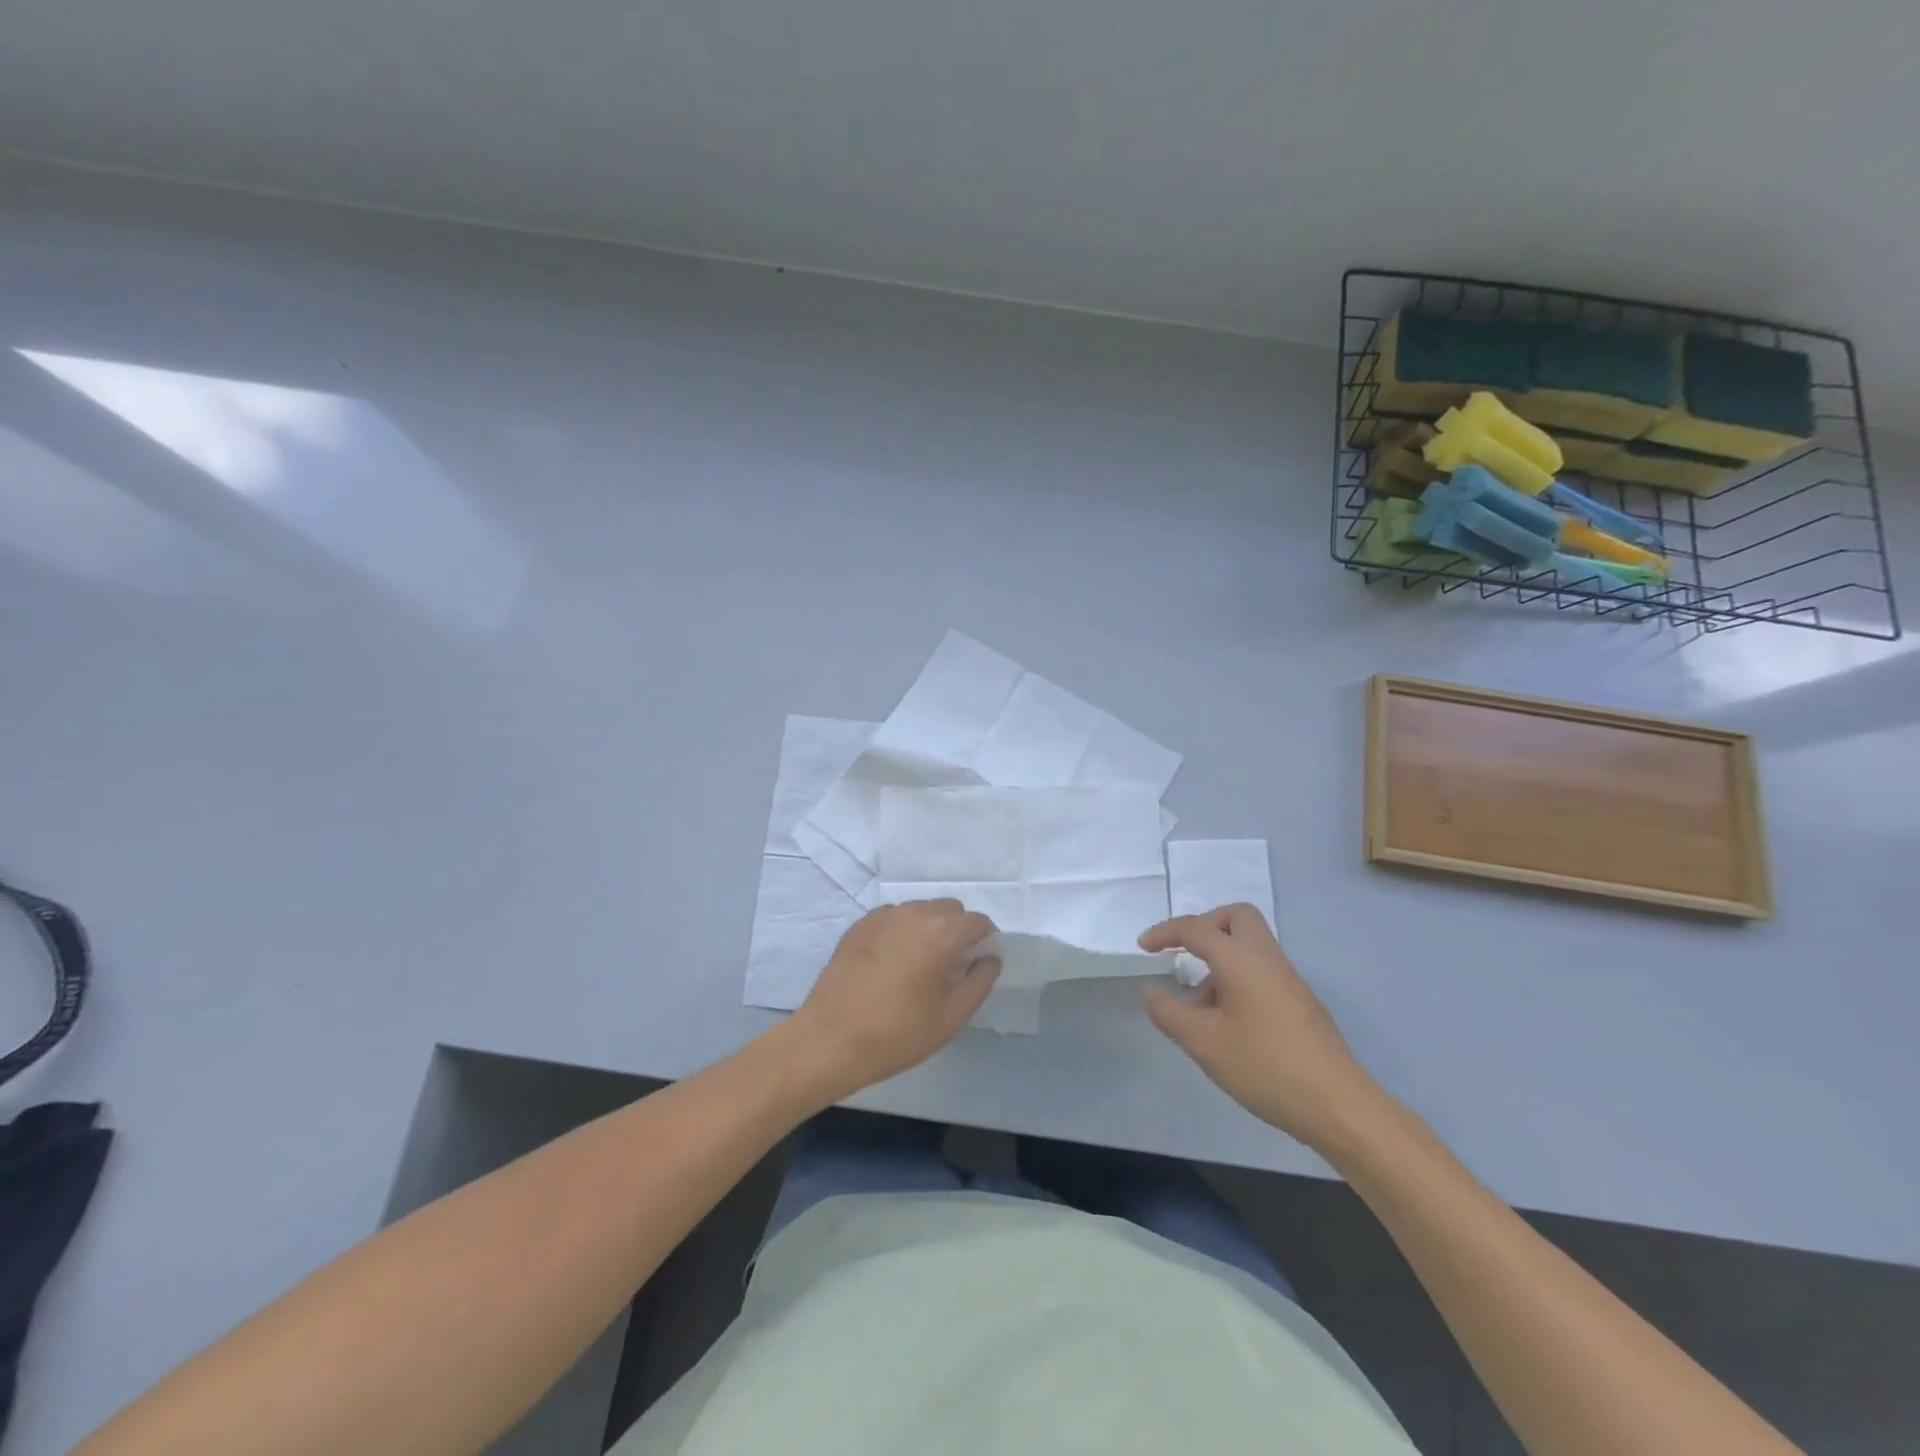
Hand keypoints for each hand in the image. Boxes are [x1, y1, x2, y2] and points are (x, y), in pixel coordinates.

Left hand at [788, 900, 1000, 1099]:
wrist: (830, 1039)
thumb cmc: (897, 1033)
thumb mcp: (951, 1017)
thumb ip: (979, 982)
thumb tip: (990, 958)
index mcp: (942, 932)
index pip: (978, 922)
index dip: (985, 940)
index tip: (979, 964)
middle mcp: (914, 912)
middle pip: (949, 910)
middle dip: (958, 931)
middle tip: (951, 967)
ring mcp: (882, 916)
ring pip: (920, 910)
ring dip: (929, 929)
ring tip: (920, 966)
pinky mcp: (859, 926)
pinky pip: (893, 918)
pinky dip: (902, 932)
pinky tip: (892, 963)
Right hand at [1140, 904, 1383, 1152]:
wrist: (1338, 1105)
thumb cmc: (1265, 1066)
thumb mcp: (1204, 1043)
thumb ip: (1170, 1014)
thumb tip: (1152, 992)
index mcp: (1241, 960)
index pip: (1197, 928)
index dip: (1165, 932)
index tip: (1144, 947)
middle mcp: (1267, 959)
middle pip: (1236, 918)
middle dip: (1205, 926)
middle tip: (1184, 953)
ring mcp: (1289, 980)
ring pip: (1250, 946)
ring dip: (1220, 961)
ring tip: (1200, 1009)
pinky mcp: (1300, 1003)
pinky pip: (1261, 971)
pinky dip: (1238, 980)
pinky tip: (1228, 1024)